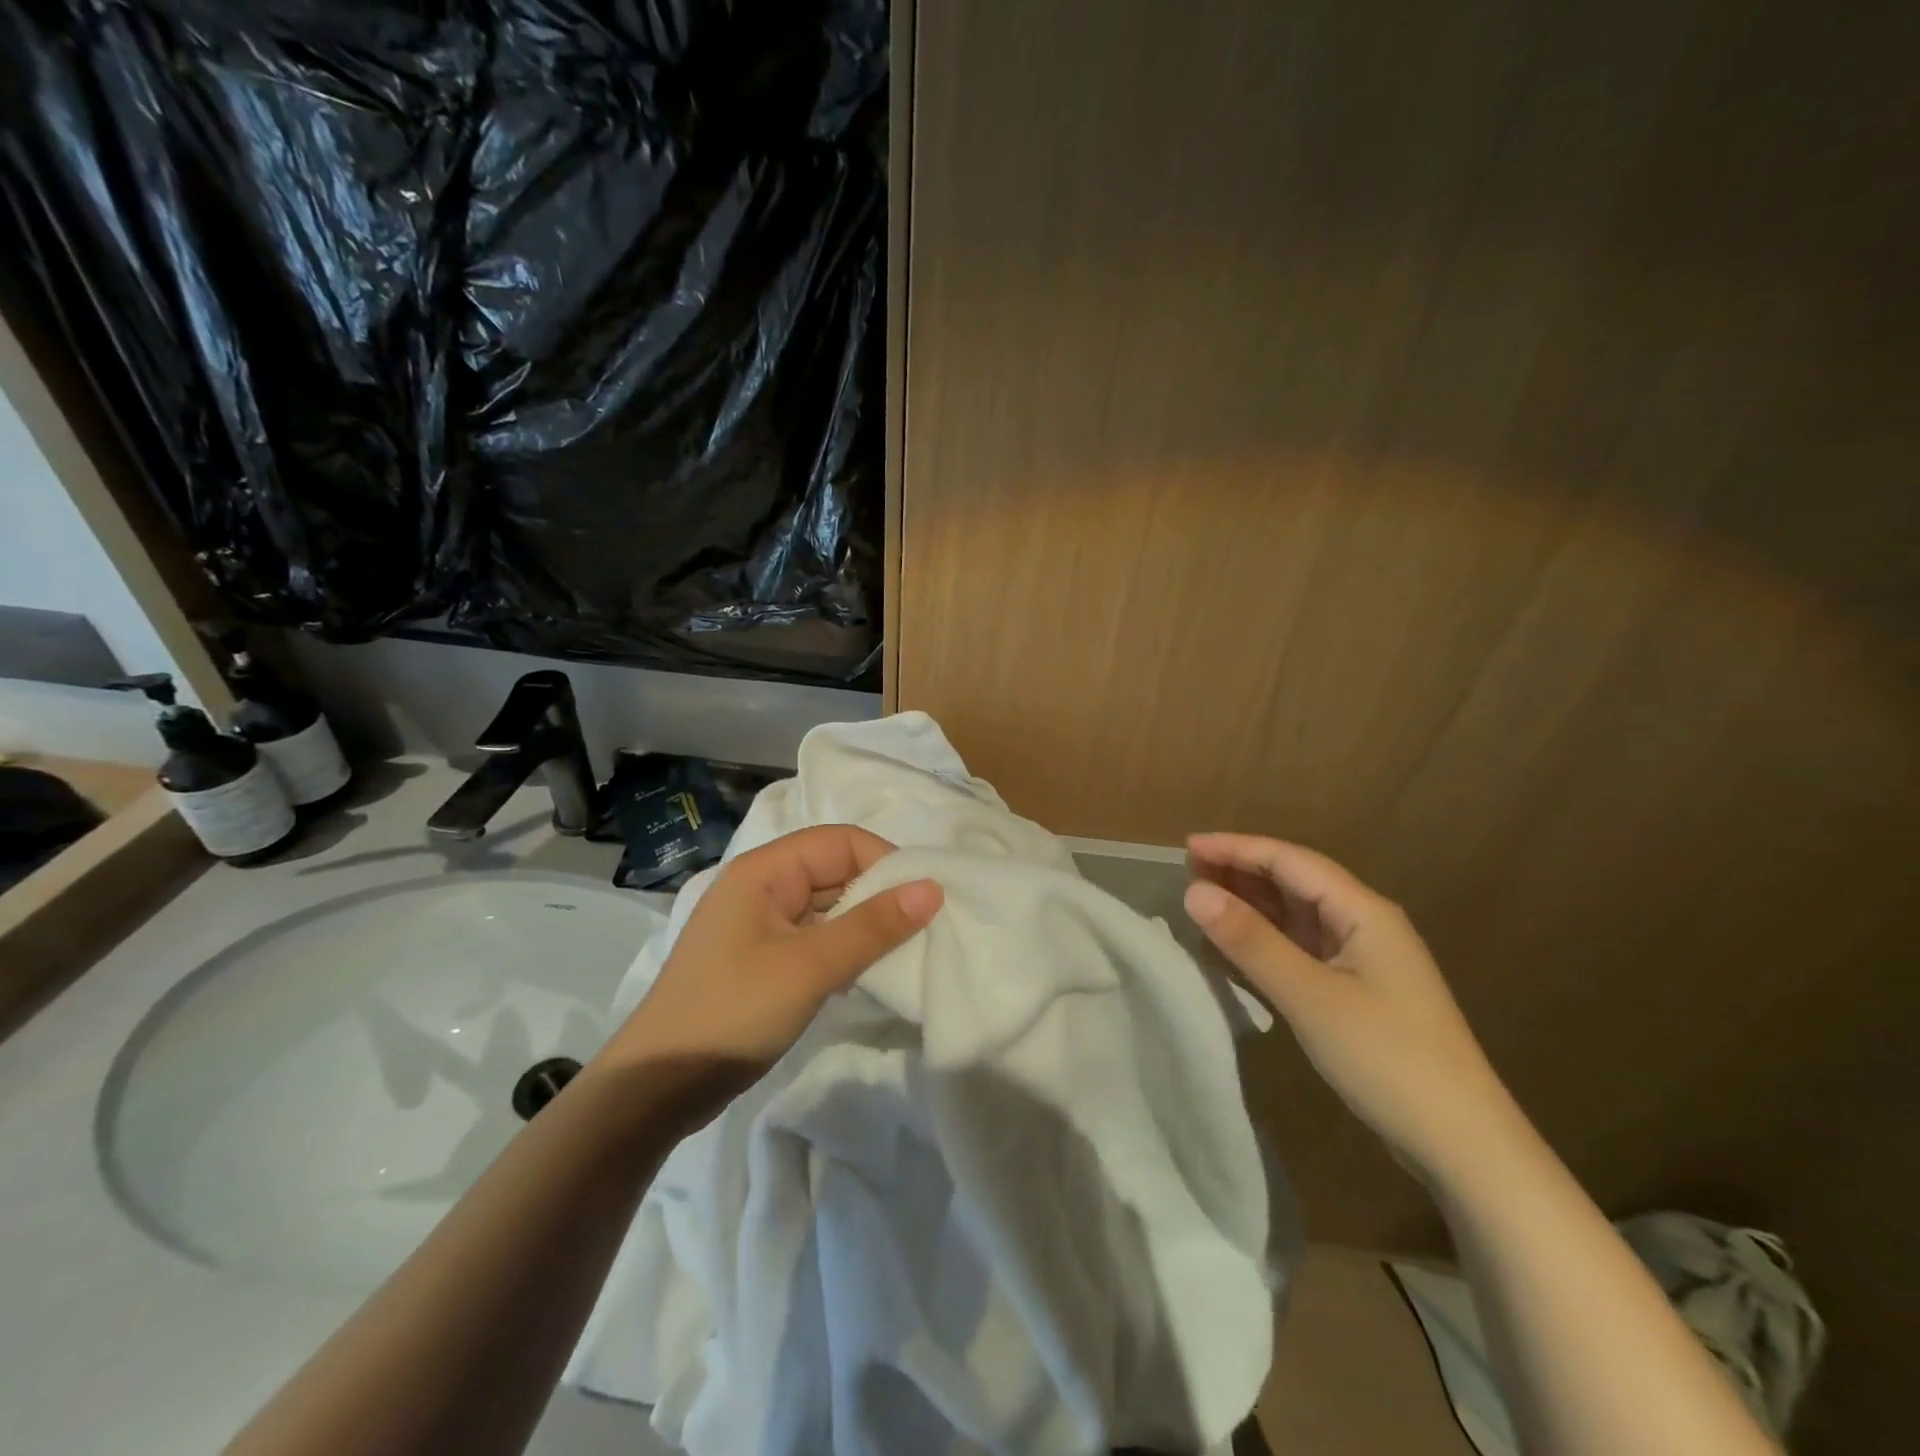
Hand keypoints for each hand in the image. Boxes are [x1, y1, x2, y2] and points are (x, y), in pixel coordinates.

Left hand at [594, 825, 942, 1126]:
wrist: (655, 1089)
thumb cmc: (731, 1013)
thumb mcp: (809, 968)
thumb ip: (872, 926)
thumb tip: (933, 888)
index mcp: (764, 871)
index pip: (840, 842)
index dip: (885, 862)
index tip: (925, 899)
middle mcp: (762, 886)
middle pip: (835, 870)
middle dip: (879, 894)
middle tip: (924, 928)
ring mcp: (760, 924)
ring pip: (828, 906)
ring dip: (864, 924)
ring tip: (904, 950)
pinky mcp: (762, 959)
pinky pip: (815, 937)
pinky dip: (844, 948)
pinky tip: (867, 973)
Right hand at [1183, 832, 1514, 1184]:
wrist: (1463, 1144)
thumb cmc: (1388, 1058)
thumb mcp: (1310, 996)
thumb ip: (1251, 941)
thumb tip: (1194, 892)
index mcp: (1363, 912)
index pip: (1290, 861)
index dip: (1237, 848)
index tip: (1187, 846)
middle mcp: (1363, 925)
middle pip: (1294, 883)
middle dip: (1241, 872)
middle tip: (1187, 871)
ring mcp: (1361, 960)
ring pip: (1296, 916)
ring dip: (1251, 906)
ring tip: (1202, 901)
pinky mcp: (1355, 992)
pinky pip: (1300, 950)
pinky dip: (1264, 942)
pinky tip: (1233, 949)